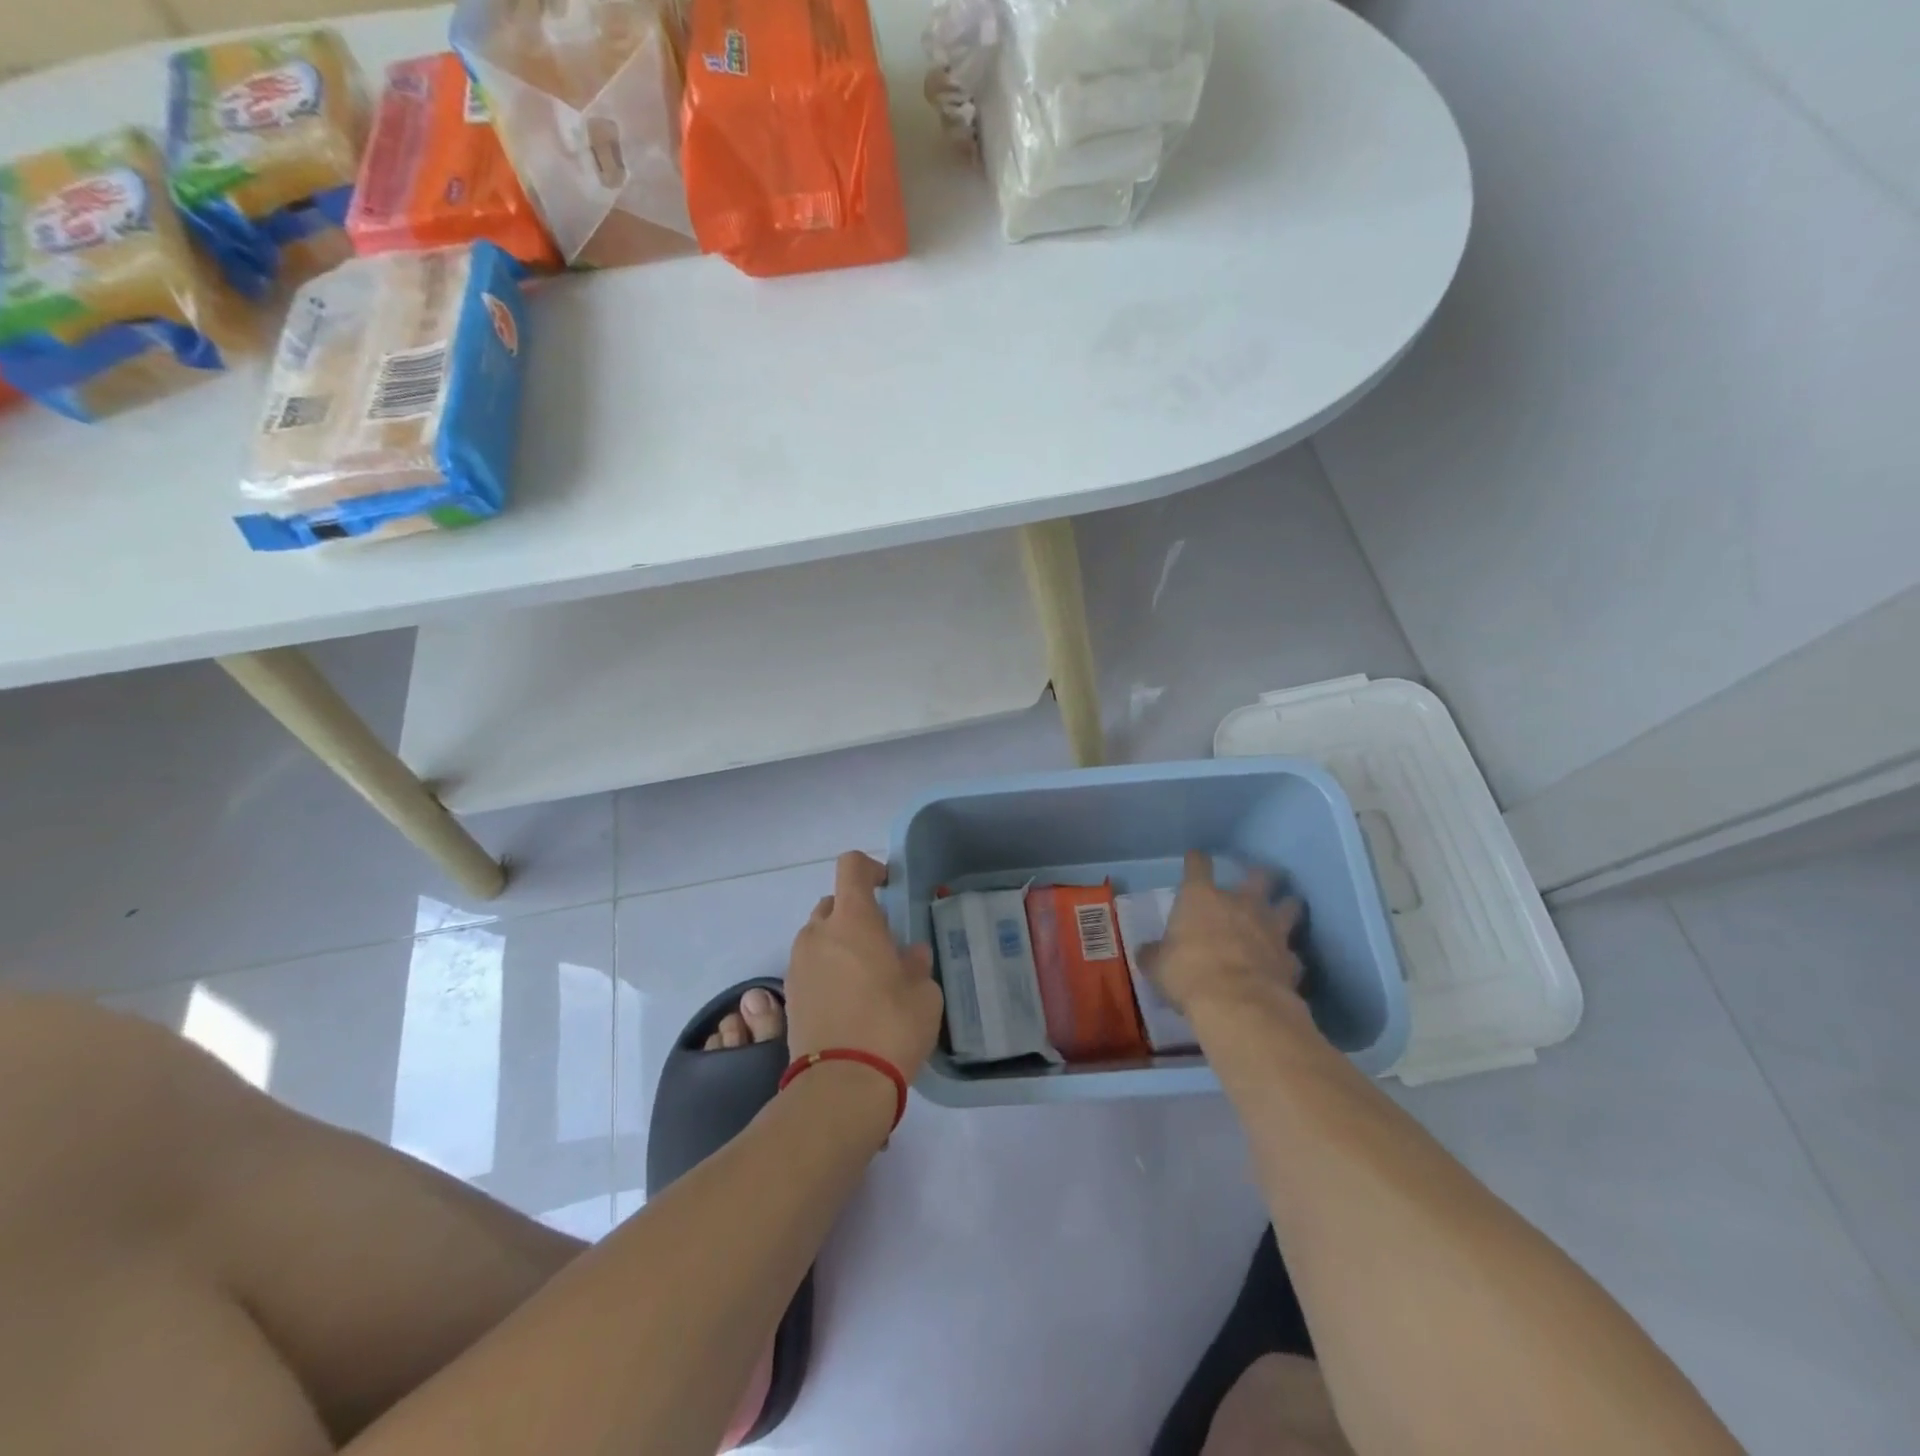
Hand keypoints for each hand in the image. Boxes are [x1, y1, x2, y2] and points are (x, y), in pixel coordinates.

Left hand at [786, 852, 943, 1081]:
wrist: (841, 1086)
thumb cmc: (891, 1026)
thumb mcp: (924, 992)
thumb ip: (916, 964)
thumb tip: (910, 955)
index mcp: (852, 920)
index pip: (851, 867)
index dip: (870, 868)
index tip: (888, 886)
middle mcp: (818, 933)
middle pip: (833, 903)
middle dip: (855, 914)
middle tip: (881, 942)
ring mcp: (798, 964)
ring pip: (818, 937)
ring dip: (838, 944)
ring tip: (865, 976)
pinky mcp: (789, 996)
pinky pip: (809, 966)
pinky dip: (826, 971)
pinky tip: (848, 1000)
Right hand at [1147, 851, 1305, 1020]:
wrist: (1239, 1004)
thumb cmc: (1188, 974)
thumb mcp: (1158, 966)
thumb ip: (1155, 954)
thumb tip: (1147, 952)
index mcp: (1201, 898)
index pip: (1198, 866)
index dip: (1197, 860)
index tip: (1196, 858)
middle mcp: (1240, 904)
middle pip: (1258, 876)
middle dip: (1259, 876)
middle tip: (1257, 880)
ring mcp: (1271, 929)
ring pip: (1290, 905)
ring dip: (1288, 906)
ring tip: (1286, 908)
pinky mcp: (1291, 959)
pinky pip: (1293, 953)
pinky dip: (1288, 956)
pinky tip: (1284, 963)